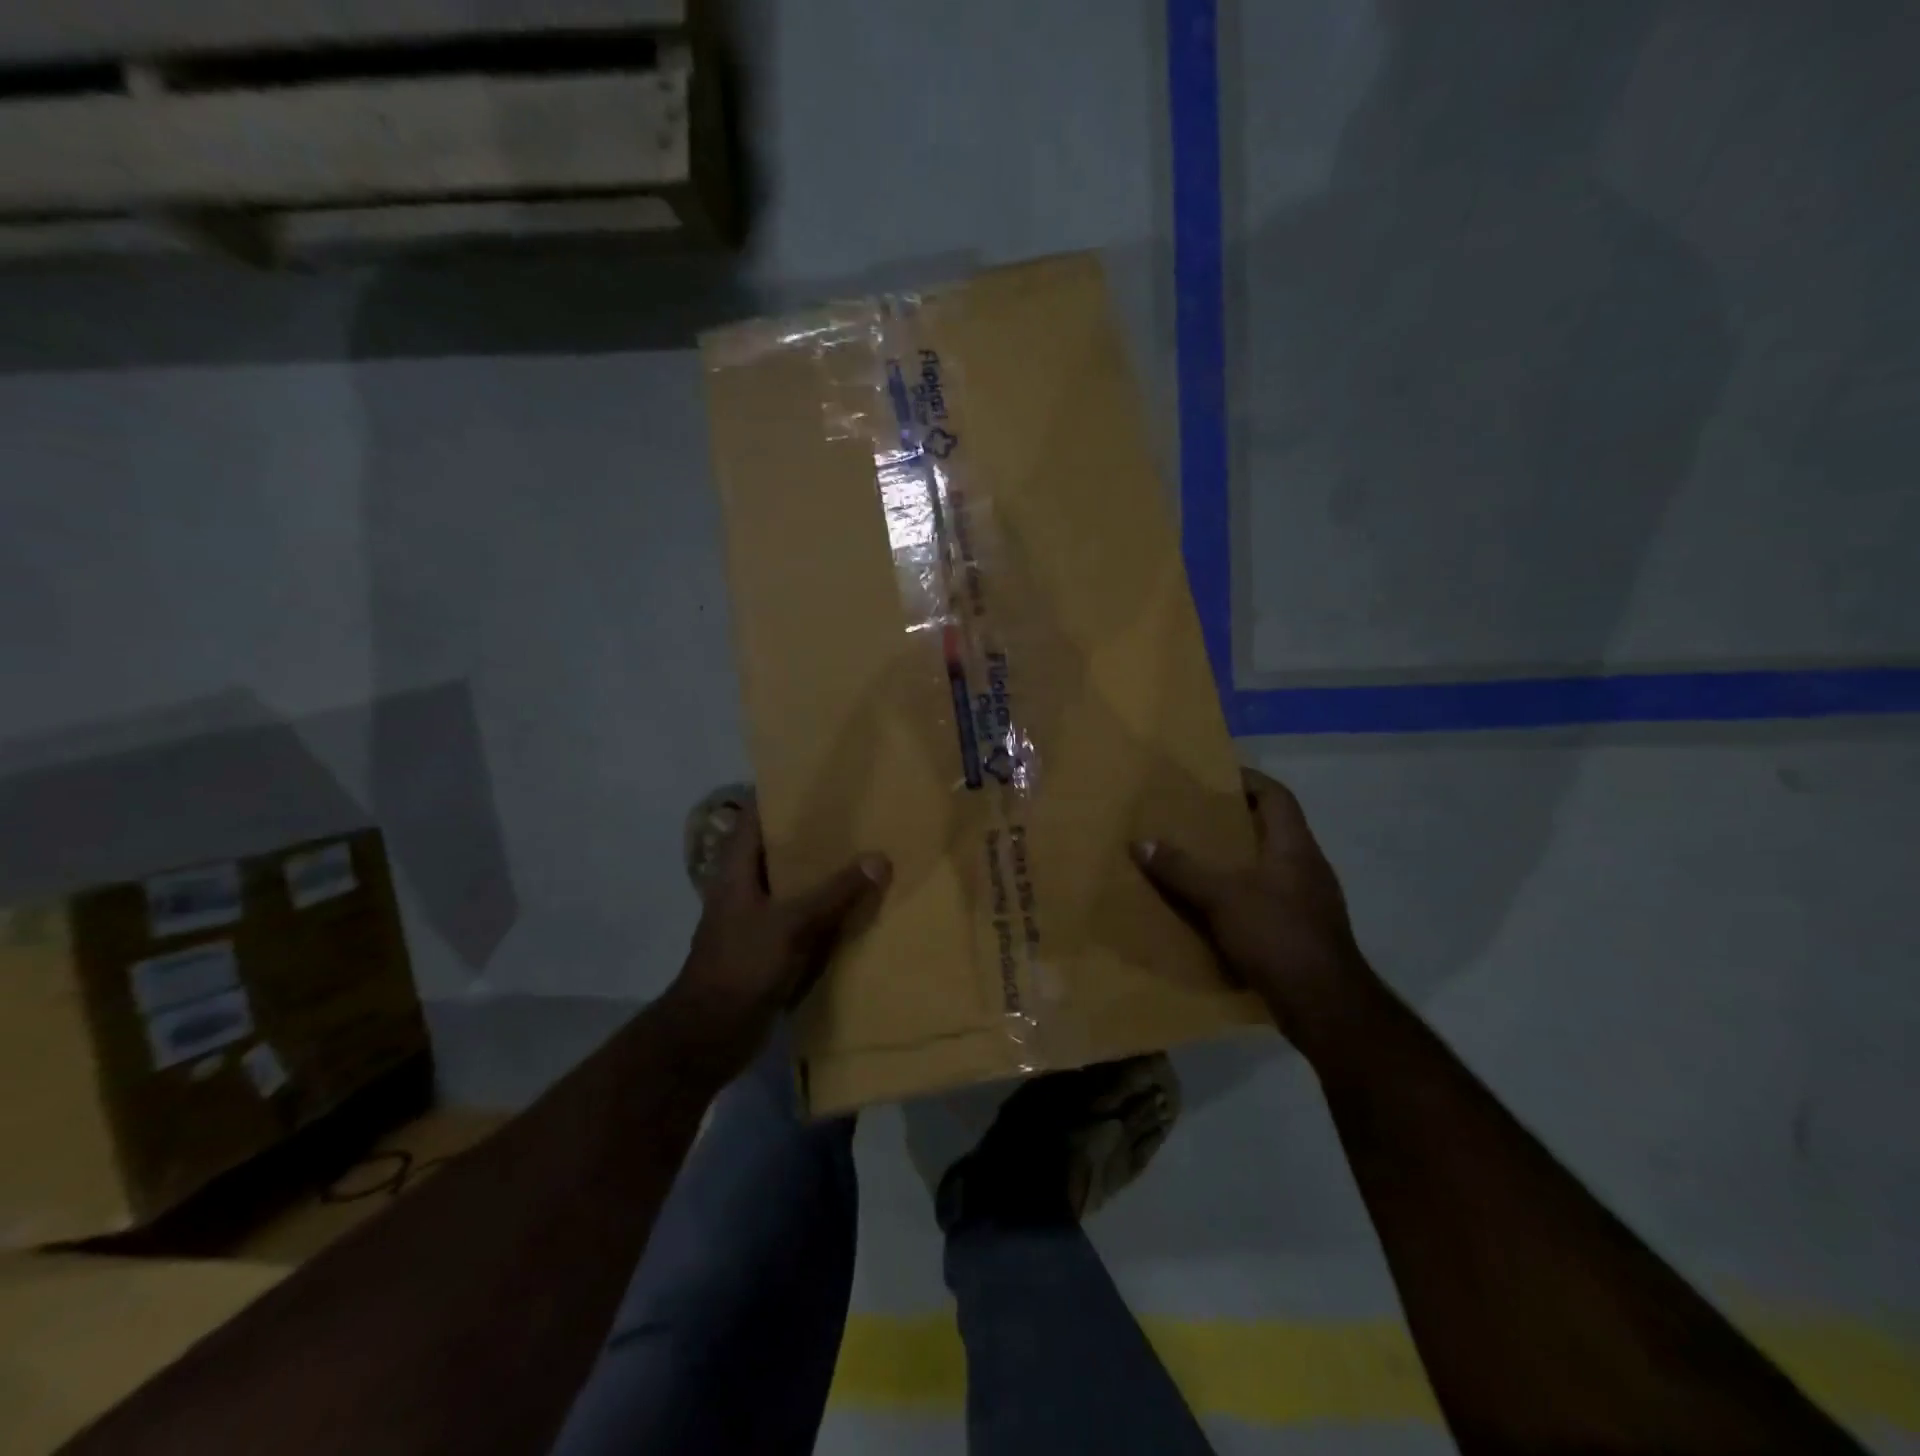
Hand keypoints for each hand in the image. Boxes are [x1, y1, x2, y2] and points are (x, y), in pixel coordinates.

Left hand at [665, 803, 890, 1075]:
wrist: (710, 1034)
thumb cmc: (742, 965)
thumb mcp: (792, 924)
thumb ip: (835, 892)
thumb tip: (879, 858)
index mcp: (736, 868)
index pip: (757, 816)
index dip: (784, 796)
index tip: (821, 782)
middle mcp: (744, 886)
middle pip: (779, 849)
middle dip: (814, 834)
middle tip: (857, 816)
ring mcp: (755, 917)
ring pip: (793, 884)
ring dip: (823, 873)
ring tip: (865, 852)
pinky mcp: (768, 946)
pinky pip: (802, 917)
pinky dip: (825, 908)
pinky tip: (857, 904)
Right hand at [1134, 768, 1379, 1057]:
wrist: (1325, 1005)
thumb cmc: (1276, 935)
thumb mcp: (1221, 897)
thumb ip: (1181, 869)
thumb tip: (1141, 842)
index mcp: (1295, 847)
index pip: (1277, 796)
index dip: (1249, 780)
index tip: (1216, 777)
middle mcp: (1307, 867)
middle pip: (1272, 829)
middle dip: (1235, 821)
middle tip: (1195, 818)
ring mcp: (1310, 901)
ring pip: (1270, 865)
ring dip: (1238, 859)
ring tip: (1199, 859)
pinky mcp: (1304, 931)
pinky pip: (1269, 898)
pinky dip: (1243, 894)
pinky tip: (1216, 907)